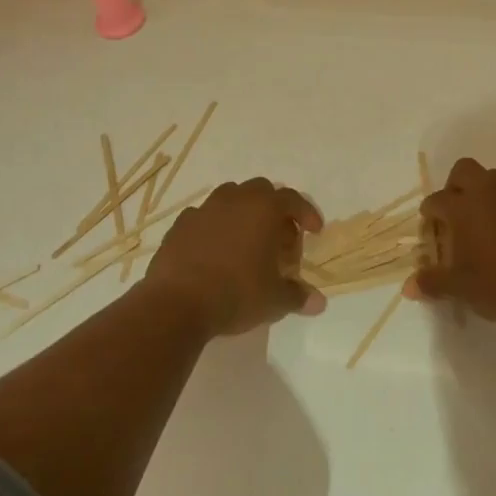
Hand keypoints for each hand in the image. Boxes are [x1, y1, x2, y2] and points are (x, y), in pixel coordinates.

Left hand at [143, 179, 325, 337]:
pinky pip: (204, 217)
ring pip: (230, 198)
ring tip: (247, 241)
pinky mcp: (180, 225)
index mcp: (263, 209)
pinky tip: (215, 251)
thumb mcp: (274, 300)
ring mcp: (204, 210)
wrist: (176, 304)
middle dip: (274, 210)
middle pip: (261, 191)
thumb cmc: (236, 293)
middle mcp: (234, 200)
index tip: (314, 231)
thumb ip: (298, 296)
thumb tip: (319, 303)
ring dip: (243, 213)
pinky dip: (215, 227)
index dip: (306, 213)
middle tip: (279, 238)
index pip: (292, 199)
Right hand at [403, 158, 495, 329]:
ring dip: (478, 193)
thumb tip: (408, 287)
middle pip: (464, 170)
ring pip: (490, 179)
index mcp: (462, 207)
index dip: (429, 215)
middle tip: (451, 214)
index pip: (436, 200)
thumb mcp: (459, 287)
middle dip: (453, 186)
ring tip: (474, 224)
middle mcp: (485, 194)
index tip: (429, 232)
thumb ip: (432, 283)